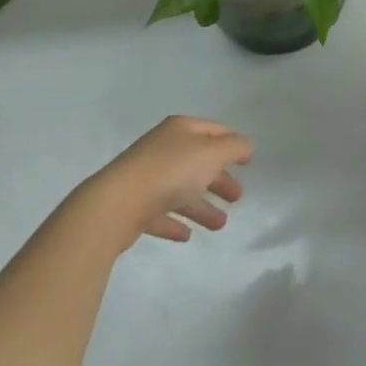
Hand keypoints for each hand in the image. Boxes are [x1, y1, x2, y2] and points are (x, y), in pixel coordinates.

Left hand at [83, 116, 251, 248]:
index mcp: (180, 130)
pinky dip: (175, 221)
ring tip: (220, 225)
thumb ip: (234, 148)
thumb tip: (245, 146)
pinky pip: (161, 213)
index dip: (232, 142)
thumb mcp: (212, 153)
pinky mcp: (133, 206)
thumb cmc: (171, 172)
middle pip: (198, 162)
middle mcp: (163, 149)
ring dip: (202, 206)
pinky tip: (186, 235)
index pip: (213, 130)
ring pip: (181, 190)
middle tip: (237, 197)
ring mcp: (146, 178)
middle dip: (219, 178)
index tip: (248, 160)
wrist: (117, 204)